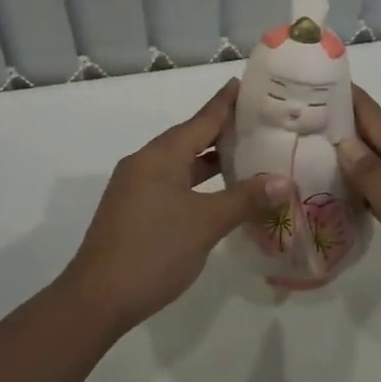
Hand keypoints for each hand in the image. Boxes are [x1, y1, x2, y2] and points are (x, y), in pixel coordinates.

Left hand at [61, 80, 289, 334]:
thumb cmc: (154, 251)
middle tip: (259, 122)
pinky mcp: (134, 209)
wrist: (97, 298)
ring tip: (246, 154)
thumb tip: (283, 181)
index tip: (246, 82)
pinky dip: (197, 181)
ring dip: (210, 159)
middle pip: (190, 137)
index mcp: (160, 156)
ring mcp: (136, 187)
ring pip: (180, 163)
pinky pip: (172, 182)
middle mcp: (145, 162)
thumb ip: (245, 199)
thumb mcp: (205, 223)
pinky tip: (218, 193)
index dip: (226, 102)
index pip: (202, 119)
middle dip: (223, 131)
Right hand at [336, 86, 380, 331]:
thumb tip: (344, 141)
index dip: (347, 98)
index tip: (316, 82)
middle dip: (343, 127)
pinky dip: (365, 189)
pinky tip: (346, 198)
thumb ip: (370, 172)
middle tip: (302, 121)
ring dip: (352, 159)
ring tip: (313, 156)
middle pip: (377, 139)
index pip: (374, 117)